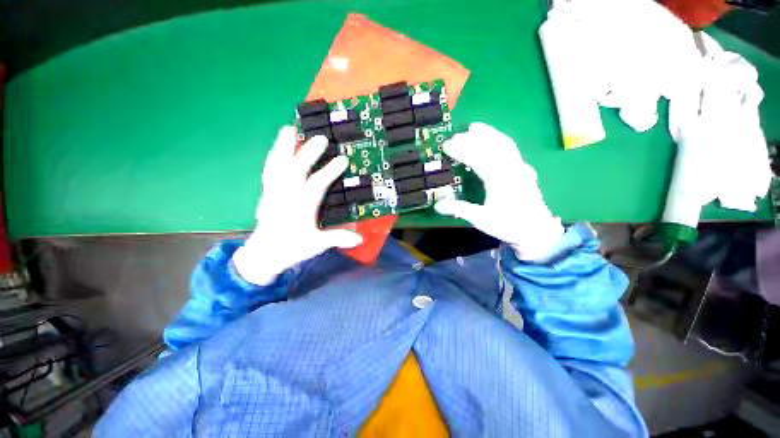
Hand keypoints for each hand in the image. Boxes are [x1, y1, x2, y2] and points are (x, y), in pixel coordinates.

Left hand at [233, 126, 362, 284]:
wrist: (263, 254)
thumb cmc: (292, 248)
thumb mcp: (317, 245)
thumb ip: (338, 238)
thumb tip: (360, 238)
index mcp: (301, 207)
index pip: (317, 184)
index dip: (330, 171)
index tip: (343, 159)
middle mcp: (286, 195)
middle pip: (296, 169)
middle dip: (308, 152)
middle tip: (321, 138)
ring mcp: (274, 192)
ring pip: (277, 165)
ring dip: (283, 147)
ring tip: (289, 129)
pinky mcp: (266, 192)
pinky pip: (269, 169)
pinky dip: (273, 156)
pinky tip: (277, 148)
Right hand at [435, 123, 563, 260]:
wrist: (536, 230)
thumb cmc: (508, 225)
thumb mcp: (481, 219)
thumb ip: (459, 209)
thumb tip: (437, 205)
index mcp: (499, 181)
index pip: (478, 159)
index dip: (461, 150)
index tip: (447, 145)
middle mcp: (511, 169)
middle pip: (491, 146)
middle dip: (472, 139)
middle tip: (455, 136)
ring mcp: (519, 167)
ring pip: (504, 143)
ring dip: (488, 133)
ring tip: (475, 127)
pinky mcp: (523, 169)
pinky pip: (511, 149)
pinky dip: (500, 139)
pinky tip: (494, 138)